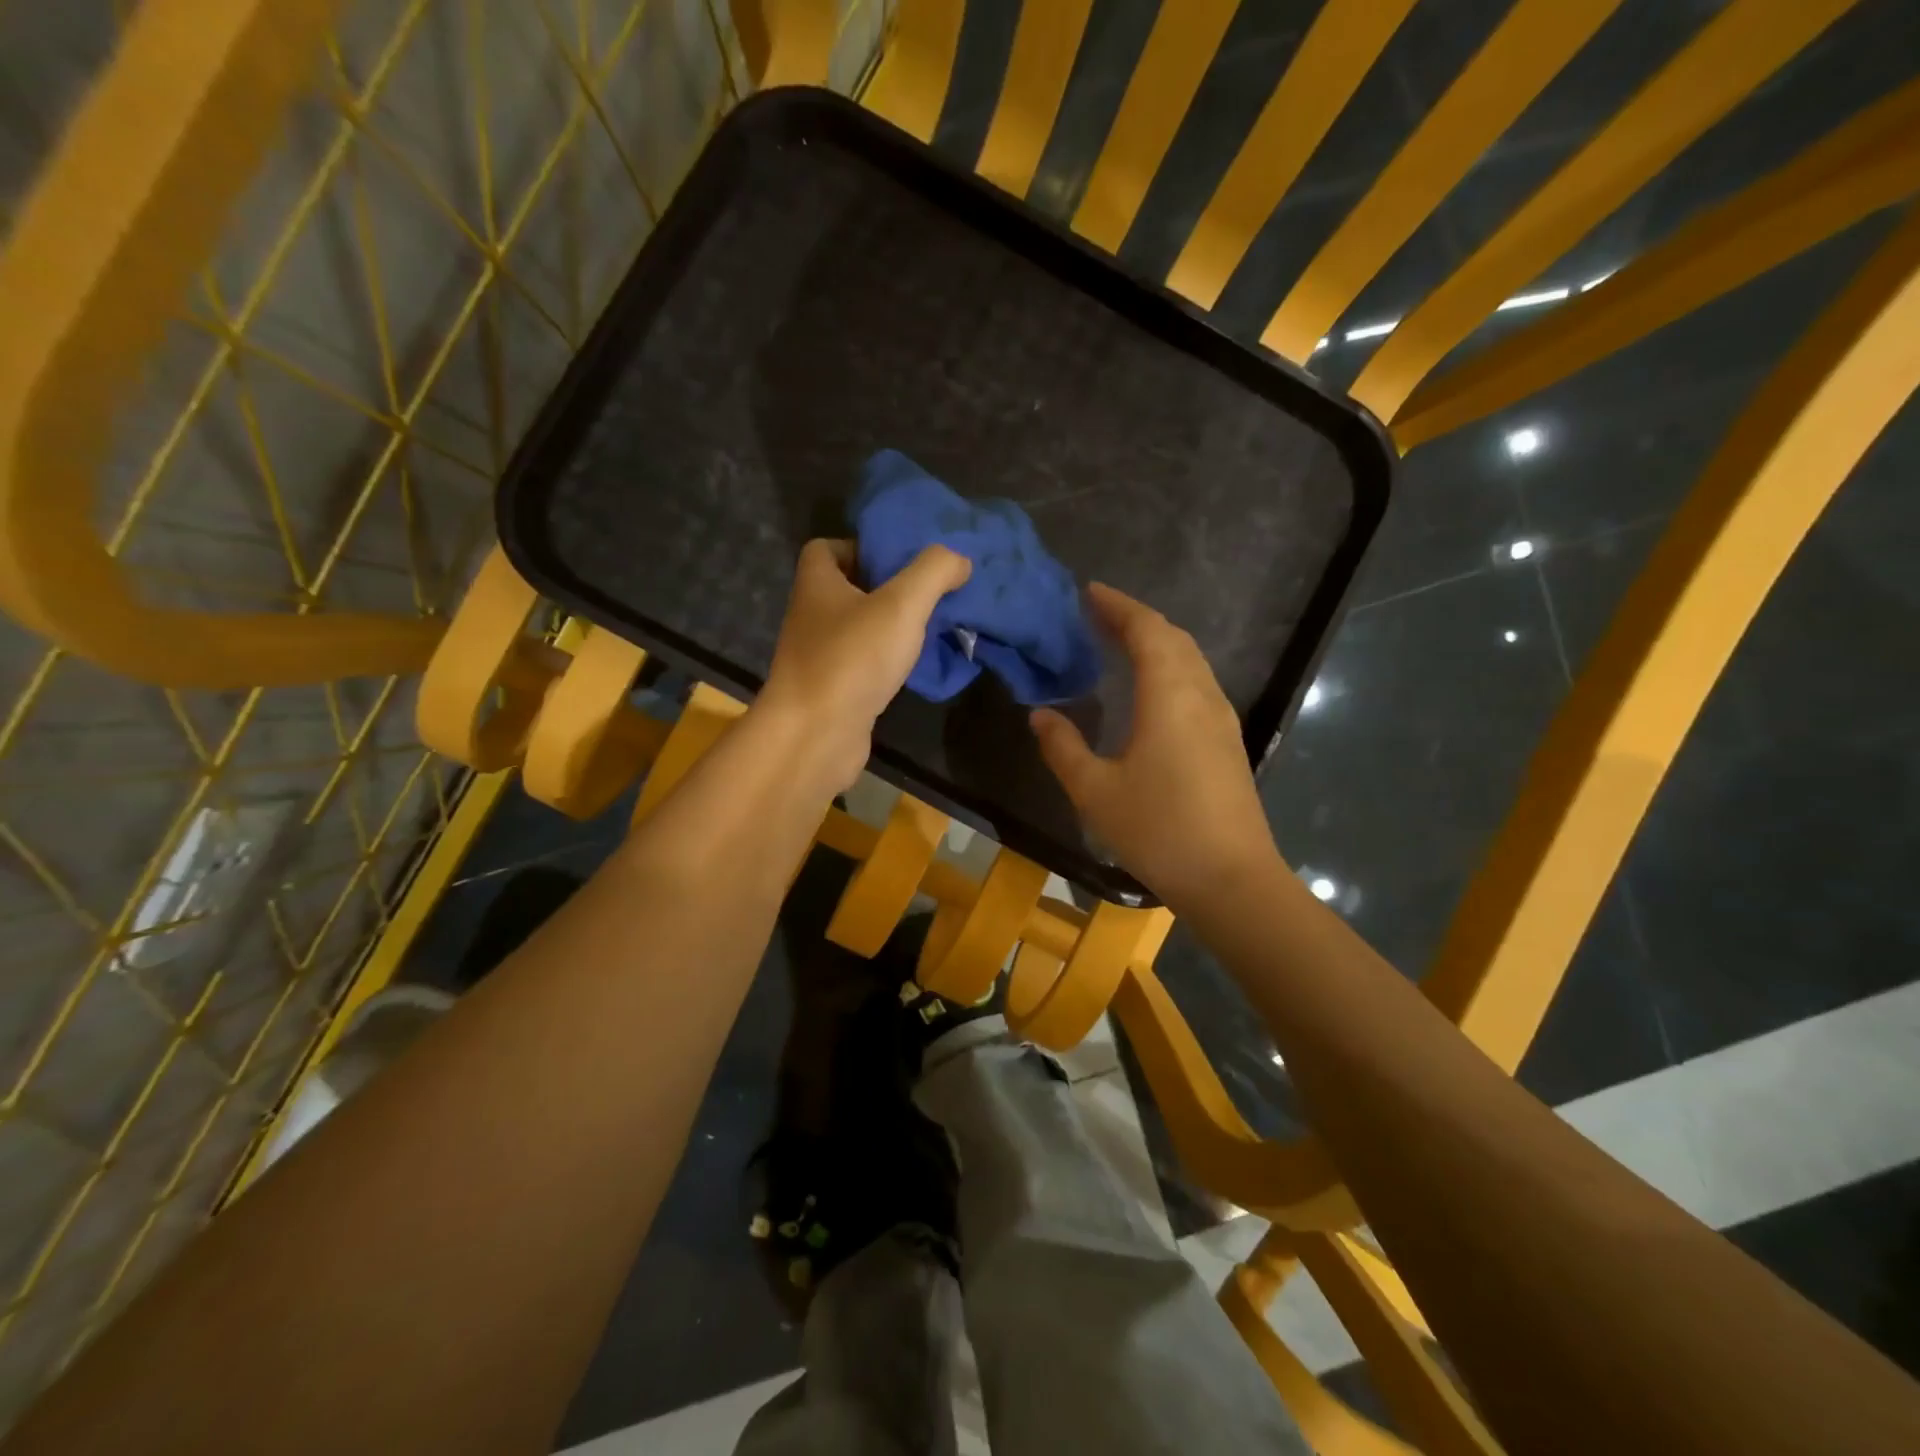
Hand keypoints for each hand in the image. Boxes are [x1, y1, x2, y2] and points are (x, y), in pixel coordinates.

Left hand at [759, 539, 971, 790]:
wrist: (815, 736)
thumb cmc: (852, 659)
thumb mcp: (901, 605)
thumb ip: (933, 572)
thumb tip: (959, 558)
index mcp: (817, 585)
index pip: (825, 549)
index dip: (860, 545)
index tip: (898, 557)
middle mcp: (812, 617)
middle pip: (848, 589)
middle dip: (887, 587)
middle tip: (929, 591)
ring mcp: (820, 658)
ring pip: (859, 630)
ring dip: (891, 627)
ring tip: (933, 627)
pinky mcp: (833, 692)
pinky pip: (864, 665)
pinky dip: (888, 663)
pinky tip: (917, 667)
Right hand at [1030, 583, 1280, 906]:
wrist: (1232, 880)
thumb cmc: (1159, 830)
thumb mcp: (1096, 791)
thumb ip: (1063, 747)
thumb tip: (1041, 714)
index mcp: (1170, 696)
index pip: (1147, 630)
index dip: (1118, 606)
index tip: (1089, 591)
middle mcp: (1201, 695)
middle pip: (1173, 638)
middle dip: (1136, 619)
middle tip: (1098, 614)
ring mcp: (1221, 718)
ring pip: (1190, 660)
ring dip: (1157, 641)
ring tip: (1120, 643)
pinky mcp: (1228, 741)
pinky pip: (1197, 682)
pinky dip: (1171, 666)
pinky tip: (1151, 689)